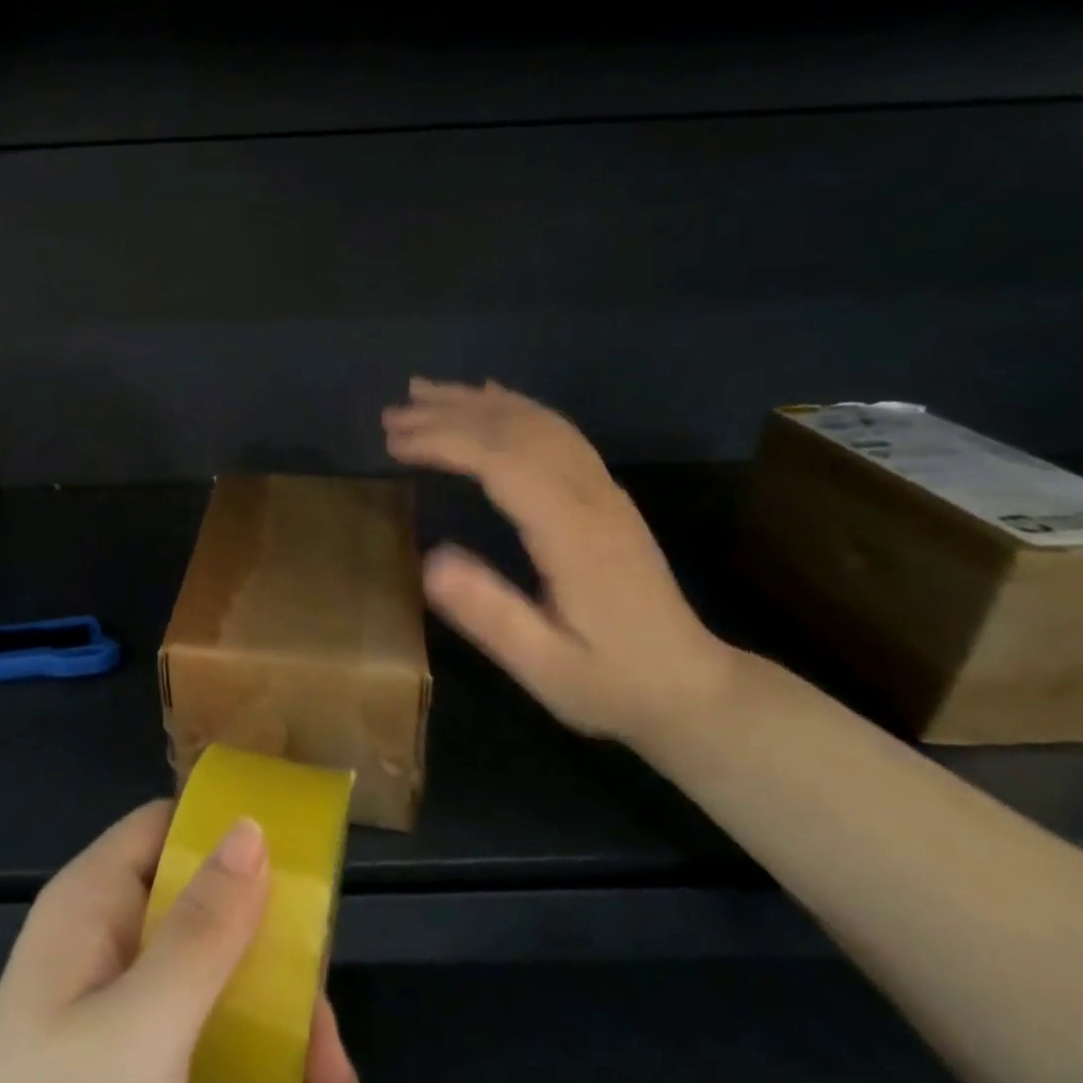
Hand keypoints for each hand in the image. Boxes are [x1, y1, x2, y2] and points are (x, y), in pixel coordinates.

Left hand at [0, 801, 359, 1082]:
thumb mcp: (143, 1028)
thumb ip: (202, 928)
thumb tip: (250, 825)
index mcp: (90, 905)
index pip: (163, 829)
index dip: (225, 837)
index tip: (299, 874)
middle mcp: (103, 945)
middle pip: (203, 915)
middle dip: (276, 970)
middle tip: (331, 1038)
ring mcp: (115, 1014)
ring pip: (213, 986)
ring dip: (281, 1036)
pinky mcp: (128, 1078)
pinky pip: (203, 1049)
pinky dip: (257, 1082)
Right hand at [383, 377, 736, 746]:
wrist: (692, 689)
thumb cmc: (611, 682)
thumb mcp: (545, 668)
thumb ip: (490, 615)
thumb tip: (428, 561)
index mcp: (575, 534)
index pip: (503, 462)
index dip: (445, 442)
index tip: (394, 443)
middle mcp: (592, 496)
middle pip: (516, 431)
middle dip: (448, 416)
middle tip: (390, 417)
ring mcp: (602, 489)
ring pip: (537, 422)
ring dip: (476, 403)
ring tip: (421, 393)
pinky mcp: (603, 492)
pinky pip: (557, 431)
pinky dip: (514, 406)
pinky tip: (487, 397)